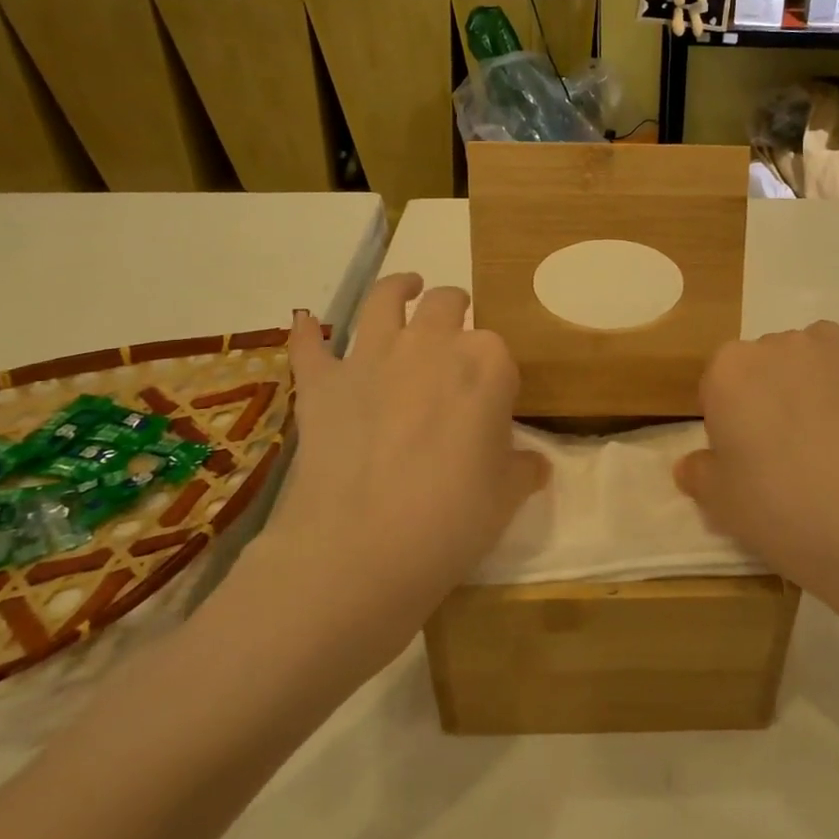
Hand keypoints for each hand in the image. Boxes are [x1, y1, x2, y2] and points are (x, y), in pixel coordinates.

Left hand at [252, 275, 549, 637]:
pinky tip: (306, 323)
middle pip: (448, 304)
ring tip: (408, 288)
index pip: (499, 349)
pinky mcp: (322, 382)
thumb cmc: (452, 520)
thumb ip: (523, 468)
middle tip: (457, 327)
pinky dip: (308, 333)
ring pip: (385, 300)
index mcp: (487, 364)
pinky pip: (311, 345)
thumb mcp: (507, 497)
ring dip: (399, 289)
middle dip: (456, 309)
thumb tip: (532, 463)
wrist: (360, 550)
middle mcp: (431, 344)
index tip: (495, 395)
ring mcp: (371, 356)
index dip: (497, 370)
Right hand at [675, 303, 838, 625]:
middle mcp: (782, 346)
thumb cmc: (775, 505)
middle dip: (768, 395)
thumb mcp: (719, 501)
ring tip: (824, 414)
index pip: (718, 384)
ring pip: (818, 345)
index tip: (739, 457)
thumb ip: (700, 474)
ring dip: (816, 369)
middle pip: (765, 362)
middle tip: (779, 452)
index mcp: (730, 369)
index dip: (726, 421)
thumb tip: (692, 464)